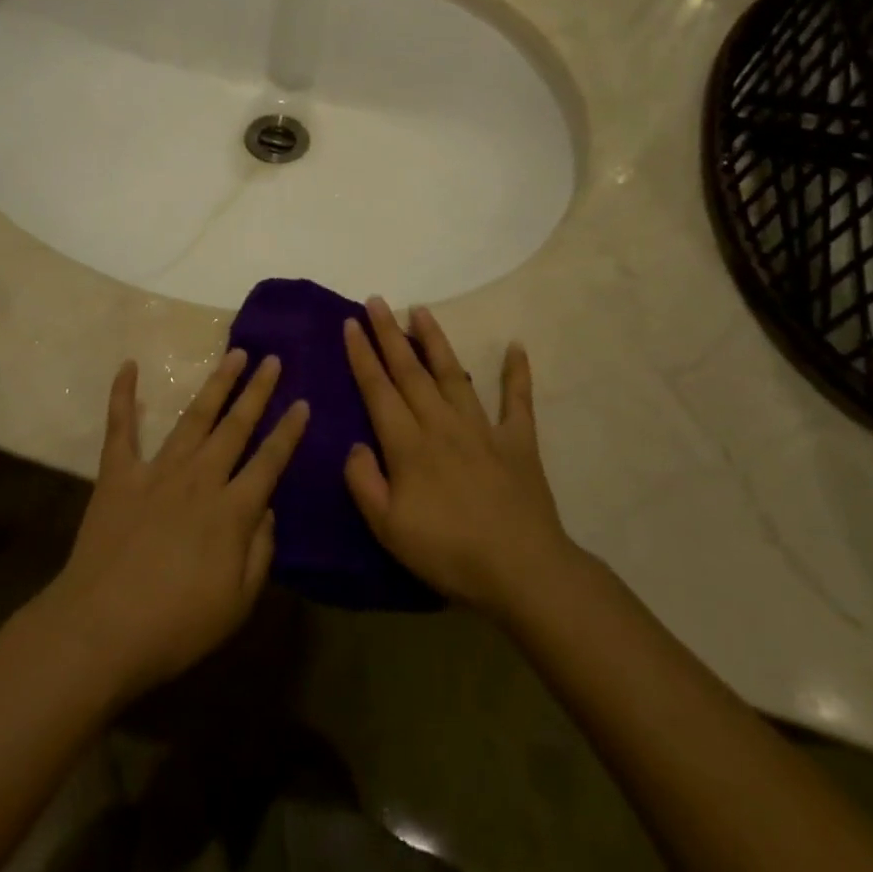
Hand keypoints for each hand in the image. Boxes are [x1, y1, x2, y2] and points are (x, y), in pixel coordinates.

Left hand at [38, 351, 307, 704]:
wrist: (100, 630)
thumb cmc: (175, 626)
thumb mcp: (237, 603)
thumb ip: (260, 551)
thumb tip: (268, 509)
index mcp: (232, 511)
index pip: (269, 461)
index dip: (289, 432)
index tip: (303, 403)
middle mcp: (199, 479)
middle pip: (235, 427)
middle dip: (257, 391)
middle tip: (272, 359)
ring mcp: (157, 472)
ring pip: (194, 418)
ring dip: (216, 384)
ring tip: (233, 354)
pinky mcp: (118, 475)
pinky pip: (120, 428)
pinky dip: (122, 395)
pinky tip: (128, 365)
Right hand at [342, 298, 575, 619]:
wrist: (521, 570)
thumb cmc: (448, 552)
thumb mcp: (388, 528)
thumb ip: (364, 482)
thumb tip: (355, 444)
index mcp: (408, 444)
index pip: (378, 390)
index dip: (362, 356)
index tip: (350, 323)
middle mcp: (441, 424)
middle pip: (410, 371)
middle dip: (389, 334)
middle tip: (376, 300)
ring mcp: (482, 428)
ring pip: (453, 373)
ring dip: (435, 340)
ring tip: (421, 311)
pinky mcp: (517, 441)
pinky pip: (517, 400)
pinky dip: (517, 373)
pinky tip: (516, 346)